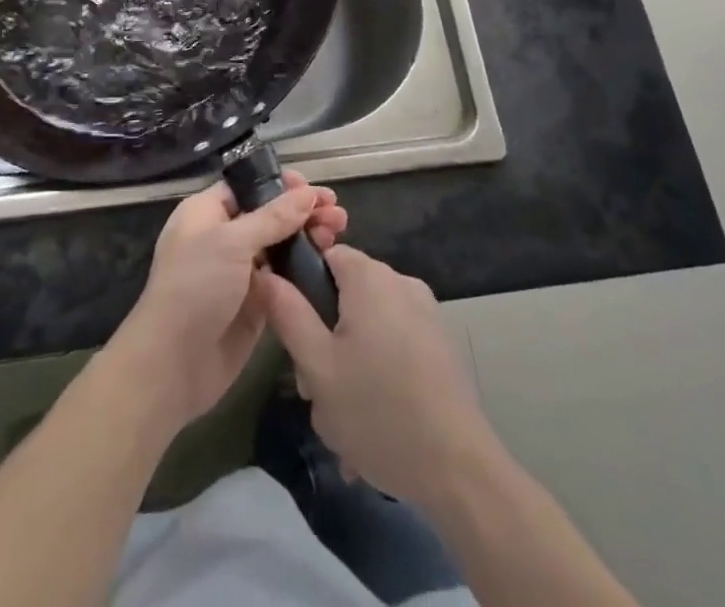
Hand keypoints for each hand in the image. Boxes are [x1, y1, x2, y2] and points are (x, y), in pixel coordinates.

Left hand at [108, 173, 346, 432]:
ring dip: (308, 238)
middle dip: (303, 211)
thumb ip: (273, 218)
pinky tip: (329, 263)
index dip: (281, 186)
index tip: (313, 189)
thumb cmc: (195, 287)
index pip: (249, 187)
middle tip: (337, 213)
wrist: (173, 364)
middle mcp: (223, 238)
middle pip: (269, 215)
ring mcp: (239, 273)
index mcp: (207, 213)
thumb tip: (307, 193)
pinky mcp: (255, 305)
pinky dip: (304, 269)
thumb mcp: (232, 242)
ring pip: (280, 246)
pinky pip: (284, 279)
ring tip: (339, 232)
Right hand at [257, 244, 495, 508]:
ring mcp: (426, 313)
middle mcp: (401, 282)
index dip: (302, 287)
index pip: (324, 255)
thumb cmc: (378, 411)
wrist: (459, 469)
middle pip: (346, 294)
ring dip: (350, 361)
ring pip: (369, 324)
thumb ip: (288, 313)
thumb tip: (265, 273)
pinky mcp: (441, 345)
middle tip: (316, 387)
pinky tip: (374, 422)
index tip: (296, 333)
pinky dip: (379, 372)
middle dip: (325, 336)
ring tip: (343, 418)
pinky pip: (395, 344)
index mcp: (370, 277)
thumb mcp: (317, 366)